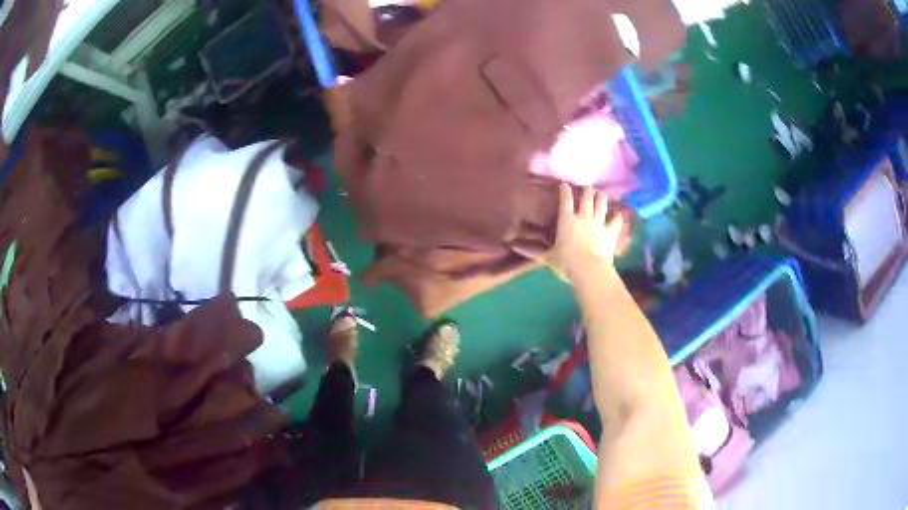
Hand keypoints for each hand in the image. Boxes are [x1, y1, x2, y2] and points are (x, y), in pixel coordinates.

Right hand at [514, 184, 623, 283]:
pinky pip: (615, 222)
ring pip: (601, 205)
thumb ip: (533, 251)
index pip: (565, 200)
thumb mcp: (548, 257)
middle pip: (586, 198)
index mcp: (567, 220)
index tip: (565, 184)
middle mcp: (583, 217)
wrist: (589, 270)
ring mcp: (598, 223)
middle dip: (587, 190)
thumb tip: (513, 247)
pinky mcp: (610, 233)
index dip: (565, 190)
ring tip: (601, 194)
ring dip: (601, 198)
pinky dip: (617, 217)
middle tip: (587, 187)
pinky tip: (619, 214)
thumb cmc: (566, 262)